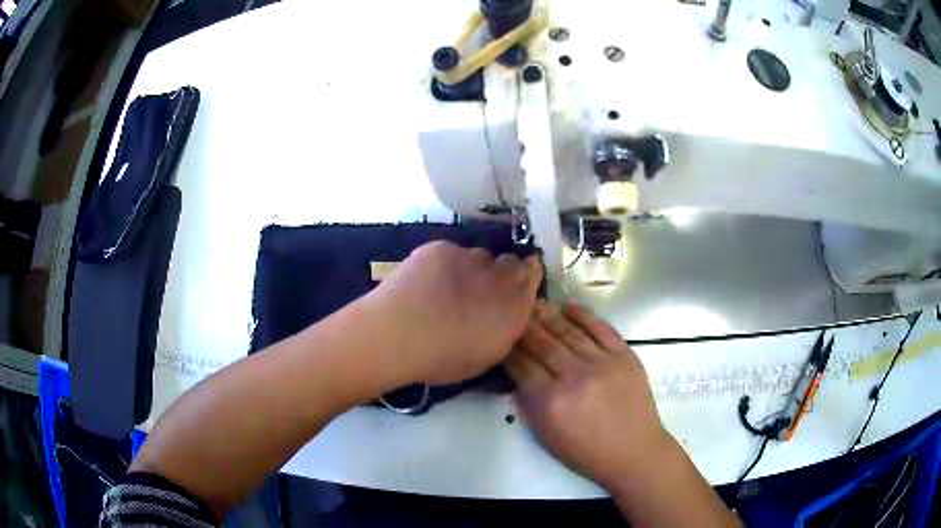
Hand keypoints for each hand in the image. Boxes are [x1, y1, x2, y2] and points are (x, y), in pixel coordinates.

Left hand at [366, 241, 542, 385]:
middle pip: (511, 263)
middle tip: (479, 292)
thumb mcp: (486, 356)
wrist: (396, 335)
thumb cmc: (441, 359)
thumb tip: (508, 313)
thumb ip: (505, 328)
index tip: (512, 292)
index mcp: (514, 308)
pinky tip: (427, 281)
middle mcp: (499, 277)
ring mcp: (469, 258)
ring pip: (480, 257)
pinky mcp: (441, 248)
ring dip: (473, 270)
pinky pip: (452, 252)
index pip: (533, 277)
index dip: (524, 281)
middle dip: (501, 274)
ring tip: (447, 288)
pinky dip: (445, 264)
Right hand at [506, 301, 670, 487]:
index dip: (509, 349)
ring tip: (536, 304)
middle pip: (543, 344)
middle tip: (514, 312)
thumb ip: (529, 404)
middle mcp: (576, 378)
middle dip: (525, 326)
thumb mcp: (547, 437)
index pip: (522, 366)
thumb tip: (518, 374)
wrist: (634, 452)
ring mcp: (603, 363)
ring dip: (549, 316)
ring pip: (569, 332)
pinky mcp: (625, 356)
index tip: (501, 337)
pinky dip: (583, 315)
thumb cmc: (587, 452)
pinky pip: (601, 328)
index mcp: (552, 403)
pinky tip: (568, 307)